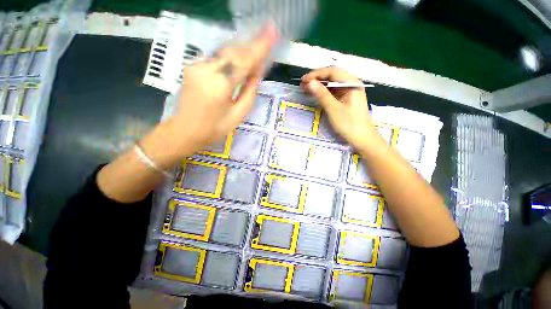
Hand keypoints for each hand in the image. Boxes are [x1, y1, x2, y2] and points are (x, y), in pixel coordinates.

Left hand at [168, 24, 278, 155]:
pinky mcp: (193, 66)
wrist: (186, 130)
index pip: (244, 61)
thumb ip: (249, 92)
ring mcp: (197, 66)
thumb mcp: (238, 115)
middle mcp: (207, 70)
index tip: (272, 33)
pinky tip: (237, 65)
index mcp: (220, 85)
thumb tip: (257, 74)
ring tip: (253, 59)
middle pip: (233, 52)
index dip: (259, 47)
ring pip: (225, 53)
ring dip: (241, 53)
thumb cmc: (215, 127)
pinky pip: (217, 59)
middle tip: (265, 45)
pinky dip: (230, 60)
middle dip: (251, 48)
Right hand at [301, 67, 380, 149]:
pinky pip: (333, 92)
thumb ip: (322, 95)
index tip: (303, 80)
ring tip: (306, 89)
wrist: (363, 139)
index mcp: (351, 83)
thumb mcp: (334, 109)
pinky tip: (315, 95)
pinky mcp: (346, 100)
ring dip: (319, 85)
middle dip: (317, 79)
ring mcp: (349, 92)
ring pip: (332, 84)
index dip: (316, 74)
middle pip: (332, 76)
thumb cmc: (349, 124)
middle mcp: (351, 84)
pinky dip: (323, 93)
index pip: (332, 72)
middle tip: (303, 84)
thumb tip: (310, 82)